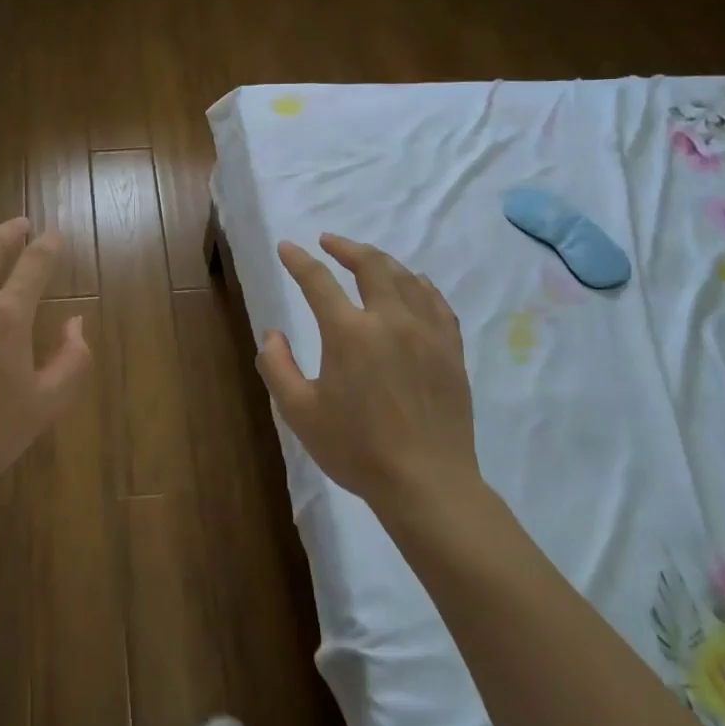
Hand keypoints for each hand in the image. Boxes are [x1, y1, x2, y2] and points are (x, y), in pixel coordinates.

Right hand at [257, 234, 477, 515]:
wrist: (427, 483)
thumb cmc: (356, 449)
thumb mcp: (299, 412)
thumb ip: (277, 366)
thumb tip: (273, 333)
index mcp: (349, 333)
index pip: (318, 281)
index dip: (299, 261)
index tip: (287, 247)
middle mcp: (390, 320)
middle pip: (371, 265)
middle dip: (346, 247)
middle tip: (329, 242)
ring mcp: (427, 333)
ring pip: (406, 278)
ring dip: (381, 261)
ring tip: (366, 260)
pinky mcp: (451, 350)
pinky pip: (437, 302)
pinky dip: (420, 285)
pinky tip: (414, 284)